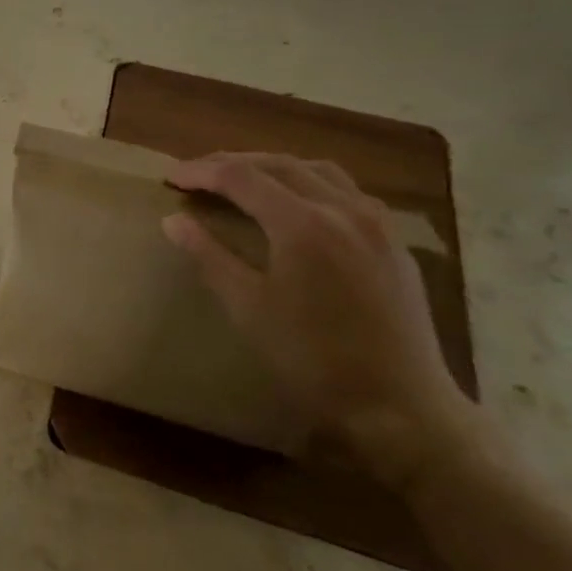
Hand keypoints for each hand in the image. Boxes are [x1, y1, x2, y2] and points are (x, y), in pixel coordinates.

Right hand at [161, 152, 477, 486]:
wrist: (401, 408)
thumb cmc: (313, 359)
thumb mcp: (248, 308)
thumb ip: (209, 256)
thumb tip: (173, 220)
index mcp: (302, 223)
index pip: (240, 177)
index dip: (201, 172)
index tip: (170, 177)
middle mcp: (342, 209)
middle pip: (278, 164)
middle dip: (232, 162)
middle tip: (198, 173)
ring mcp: (375, 223)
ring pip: (318, 170)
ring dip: (274, 167)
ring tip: (245, 179)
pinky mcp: (394, 243)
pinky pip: (348, 192)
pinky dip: (311, 184)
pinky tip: (299, 205)